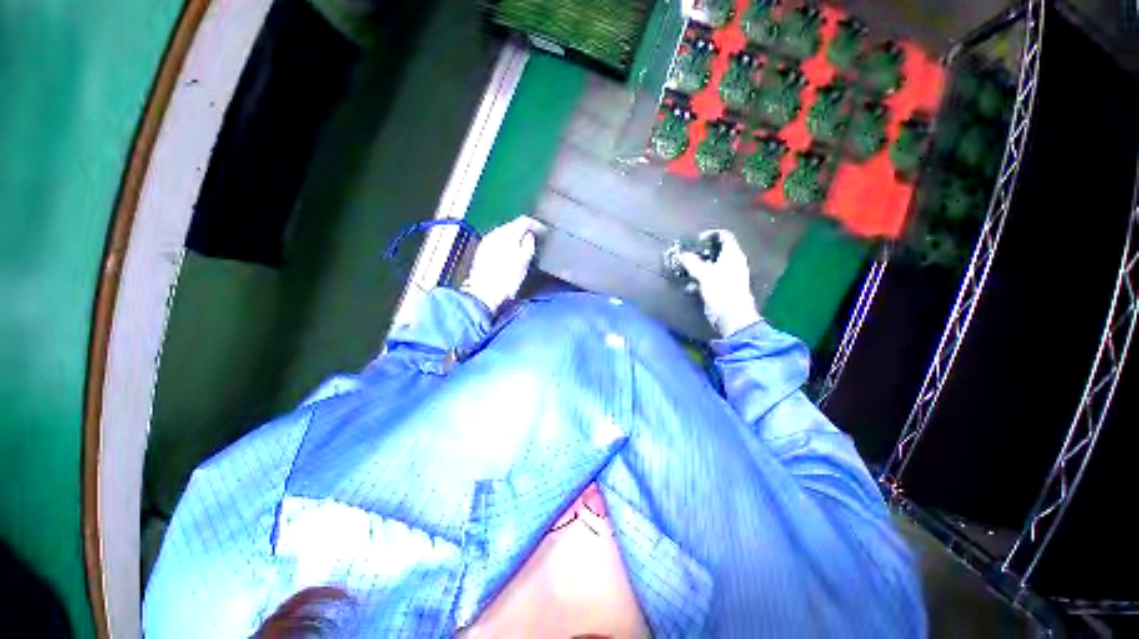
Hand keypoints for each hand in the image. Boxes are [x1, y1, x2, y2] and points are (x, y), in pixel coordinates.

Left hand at [461, 216, 543, 312]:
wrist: (484, 293)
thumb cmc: (506, 280)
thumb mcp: (524, 262)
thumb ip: (529, 244)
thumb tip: (530, 235)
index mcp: (508, 234)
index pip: (524, 220)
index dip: (536, 225)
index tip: (543, 232)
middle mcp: (495, 234)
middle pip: (513, 225)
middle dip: (524, 230)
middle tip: (535, 239)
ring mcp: (486, 242)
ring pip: (504, 233)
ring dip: (515, 237)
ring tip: (524, 247)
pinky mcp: (482, 251)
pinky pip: (497, 241)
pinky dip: (506, 244)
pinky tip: (510, 254)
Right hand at [676, 230, 760, 336]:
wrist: (732, 317)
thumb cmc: (721, 291)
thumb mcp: (704, 274)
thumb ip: (693, 263)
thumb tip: (682, 254)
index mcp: (733, 255)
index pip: (725, 236)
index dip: (711, 234)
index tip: (696, 240)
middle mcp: (733, 263)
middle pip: (716, 251)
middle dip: (700, 253)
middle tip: (687, 256)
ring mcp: (728, 277)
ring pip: (711, 267)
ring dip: (697, 269)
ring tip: (685, 272)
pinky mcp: (723, 289)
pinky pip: (709, 280)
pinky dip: (699, 281)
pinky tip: (690, 288)